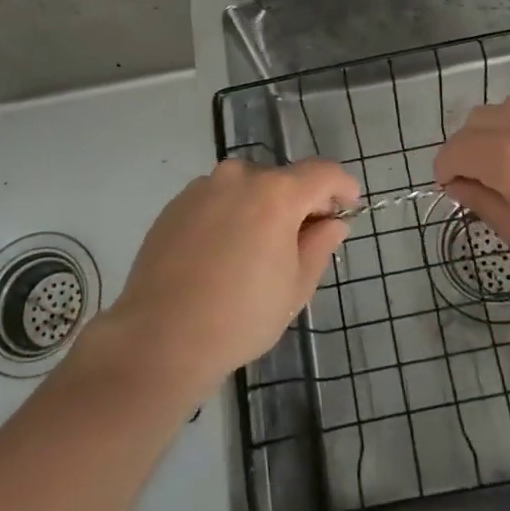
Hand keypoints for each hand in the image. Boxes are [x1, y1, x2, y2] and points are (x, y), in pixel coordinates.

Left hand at [92, 159, 359, 398]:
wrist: (160, 338)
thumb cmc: (240, 316)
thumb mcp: (295, 287)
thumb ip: (320, 245)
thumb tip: (332, 222)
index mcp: (276, 192)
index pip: (323, 173)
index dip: (343, 187)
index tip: (350, 207)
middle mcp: (239, 177)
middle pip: (282, 179)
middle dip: (299, 202)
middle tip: (304, 239)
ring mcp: (202, 187)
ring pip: (246, 188)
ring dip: (261, 208)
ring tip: (257, 251)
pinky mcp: (175, 204)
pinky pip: (216, 200)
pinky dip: (230, 215)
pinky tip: (223, 254)